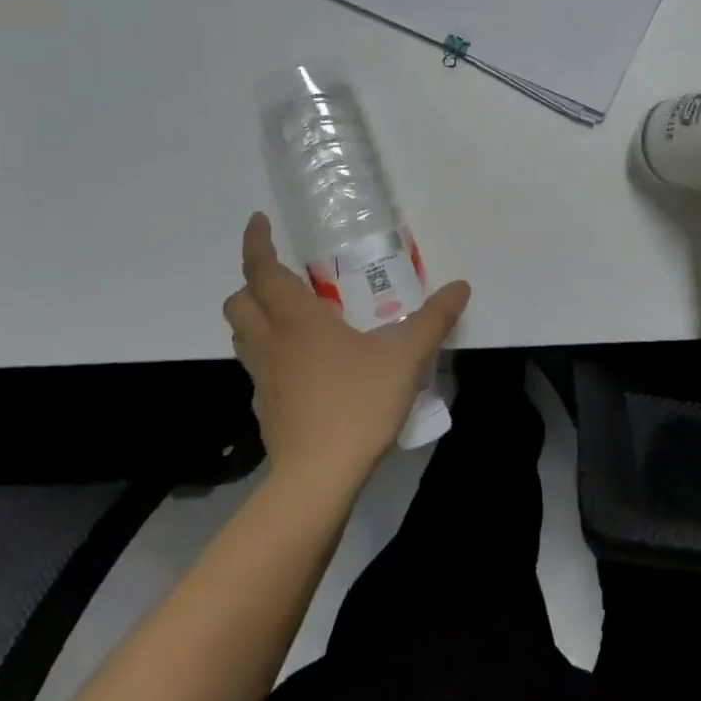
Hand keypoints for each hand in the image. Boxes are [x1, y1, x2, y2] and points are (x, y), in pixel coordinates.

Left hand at [223, 212, 470, 485]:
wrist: (318, 478)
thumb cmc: (357, 404)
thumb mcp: (406, 357)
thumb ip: (434, 319)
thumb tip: (461, 287)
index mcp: (297, 321)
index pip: (262, 271)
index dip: (256, 243)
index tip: (258, 221)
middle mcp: (272, 343)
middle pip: (239, 303)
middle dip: (252, 283)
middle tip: (283, 278)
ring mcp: (264, 379)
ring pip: (242, 336)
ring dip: (255, 318)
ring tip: (291, 316)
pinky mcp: (266, 409)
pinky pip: (257, 368)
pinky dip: (269, 354)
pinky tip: (303, 367)